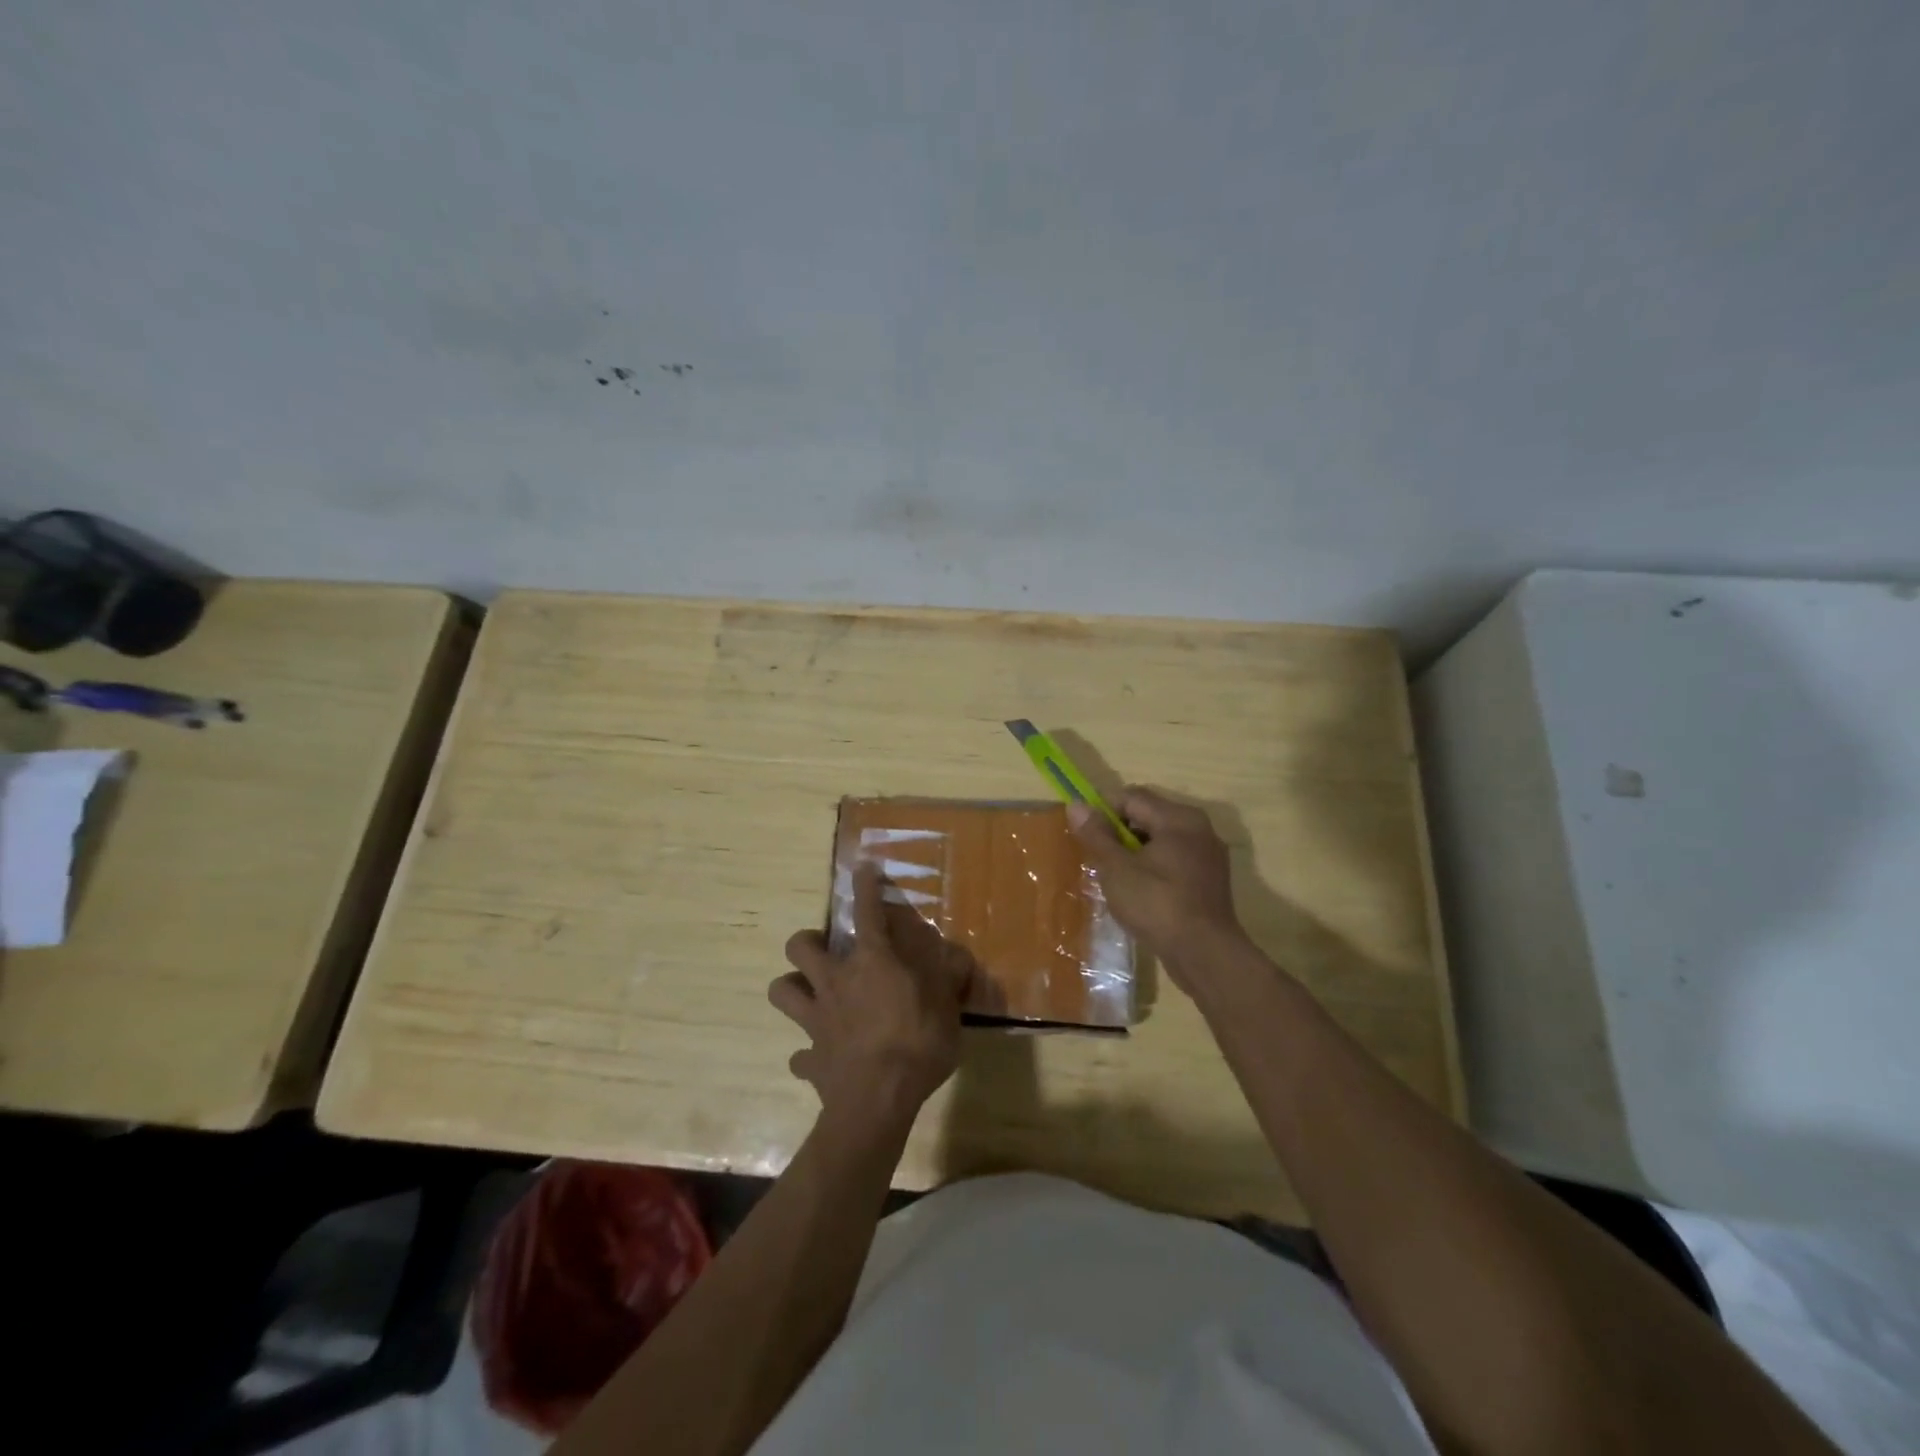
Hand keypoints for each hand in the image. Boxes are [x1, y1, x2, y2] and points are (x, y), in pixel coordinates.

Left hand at [771, 862, 972, 1125]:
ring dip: (792, 988)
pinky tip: (821, 1057)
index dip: (865, 886)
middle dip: (807, 941)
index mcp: (872, 963)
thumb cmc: (917, 1045)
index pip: (867, 912)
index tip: (862, 869)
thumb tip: (958, 957)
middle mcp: (836, 982)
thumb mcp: (948, 1007)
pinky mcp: (809, 1059)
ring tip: (811, 994)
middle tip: (826, 950)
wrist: (877, 1103)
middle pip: (799, 945)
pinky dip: (807, 1054)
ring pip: (781, 990)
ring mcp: (816, 1020)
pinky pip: (799, 1055)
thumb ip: (949, 978)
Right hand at [1069, 787, 1251, 989]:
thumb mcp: (1117, 869)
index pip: (1132, 797)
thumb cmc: (1157, 904)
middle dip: (1118, 831)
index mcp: (1178, 818)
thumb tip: (1076, 805)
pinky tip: (1138, 890)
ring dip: (1135, 850)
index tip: (1083, 831)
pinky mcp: (1210, 879)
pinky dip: (1153, 866)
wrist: (1205, 954)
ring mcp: (1208, 855)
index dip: (1103, 809)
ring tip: (1114, 875)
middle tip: (1096, 855)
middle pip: (1148, 815)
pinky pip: (1174, 860)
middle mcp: (1198, 828)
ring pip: (1161, 839)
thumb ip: (1097, 835)